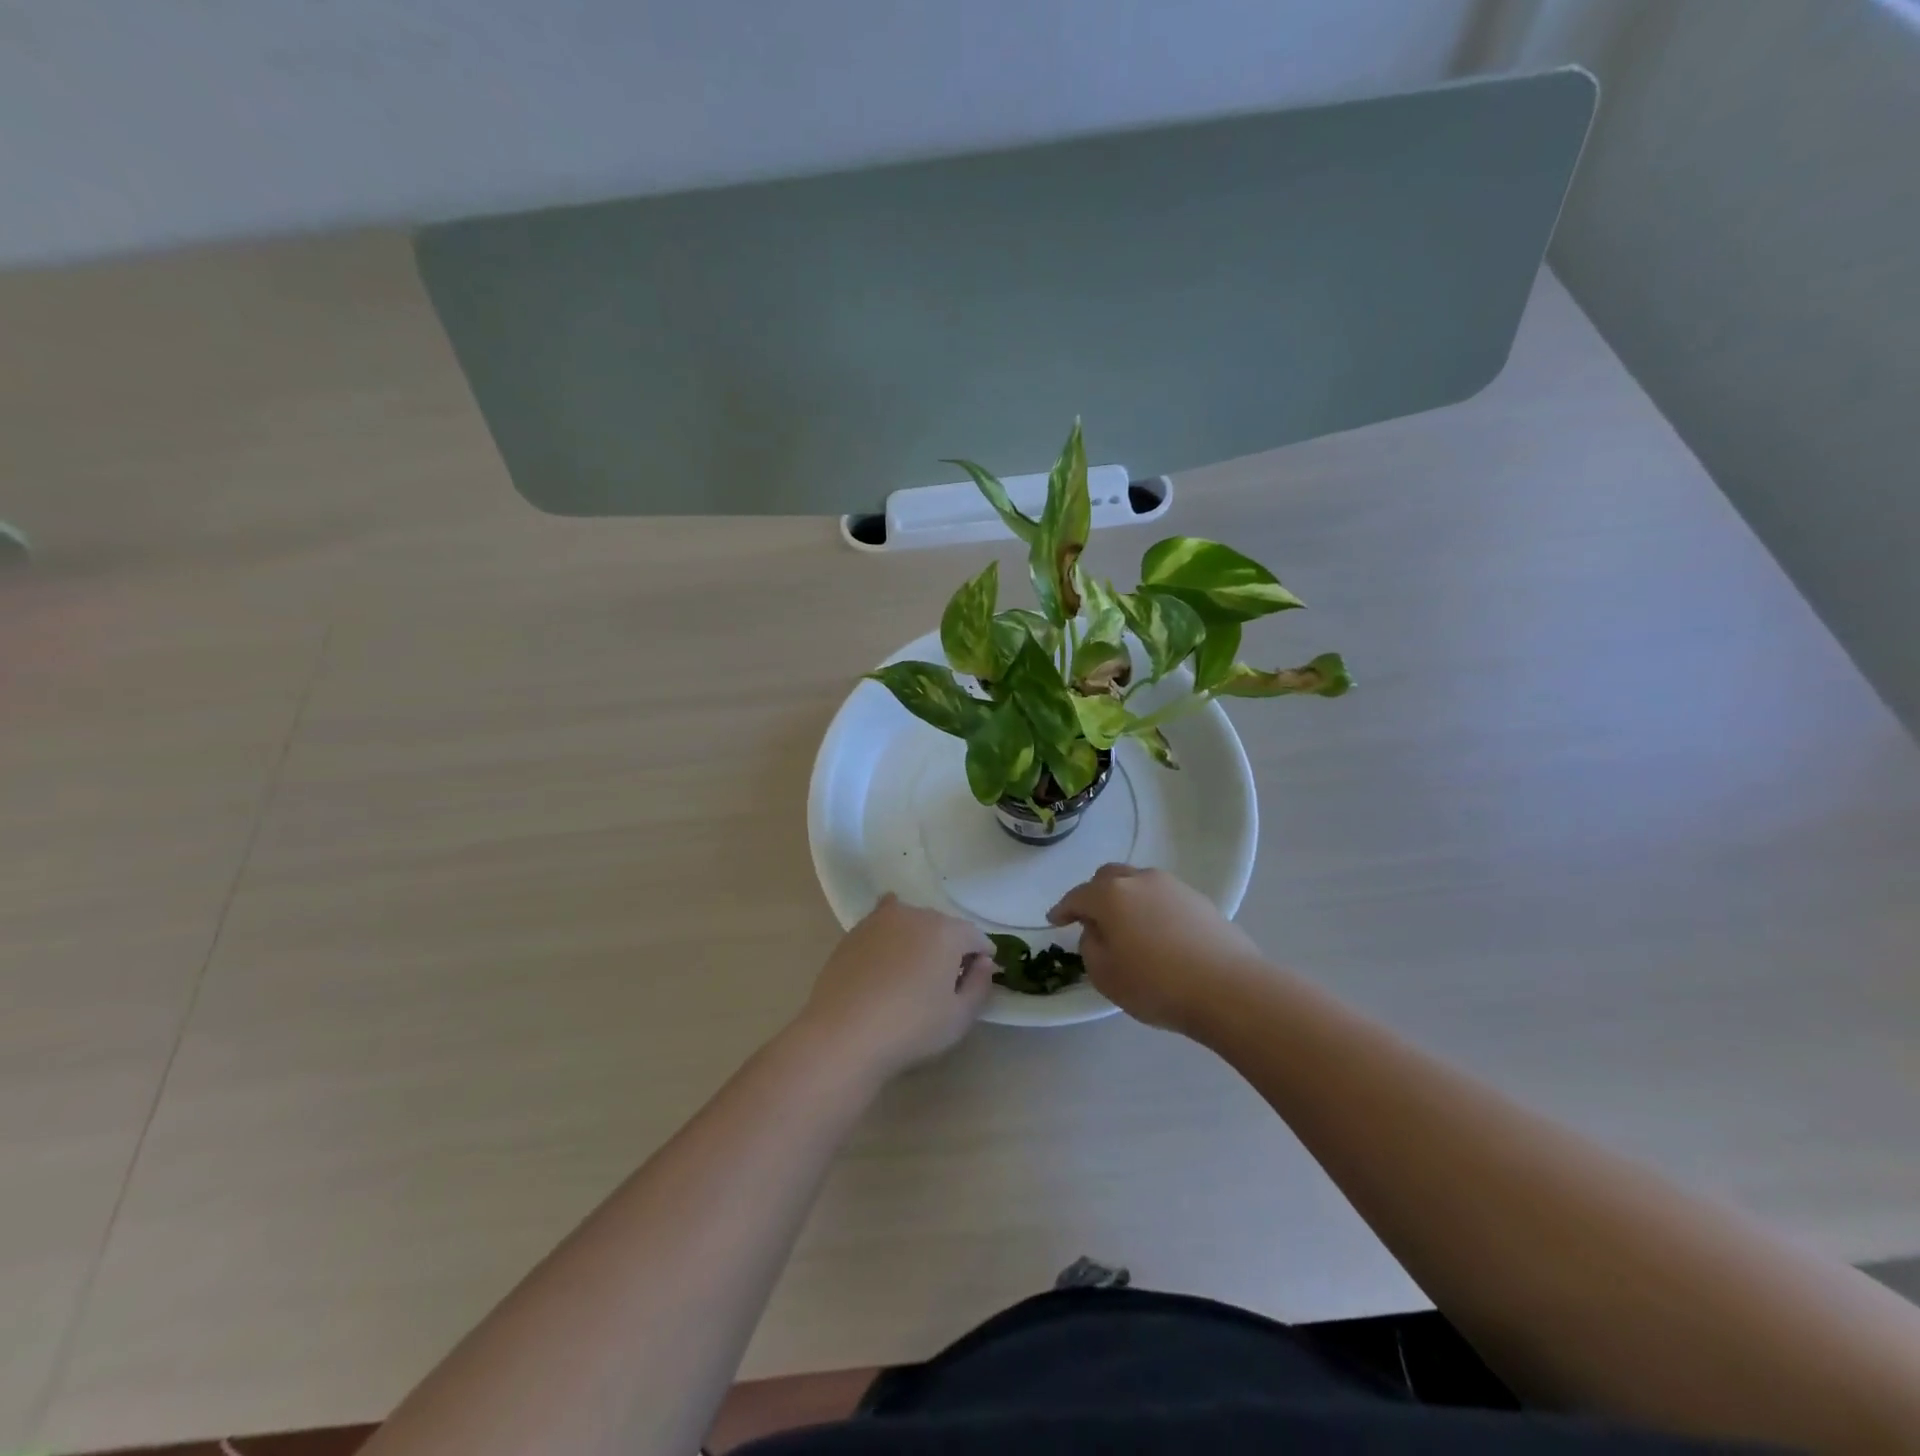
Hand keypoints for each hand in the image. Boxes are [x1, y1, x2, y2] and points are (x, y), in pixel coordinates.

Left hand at [797, 895, 994, 1080]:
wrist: (843, 1034)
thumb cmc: (911, 1028)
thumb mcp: (959, 1017)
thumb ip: (980, 985)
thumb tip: (984, 962)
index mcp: (947, 932)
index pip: (975, 936)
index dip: (982, 956)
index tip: (978, 977)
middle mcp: (916, 915)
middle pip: (944, 926)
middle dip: (951, 946)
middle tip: (946, 978)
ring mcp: (881, 920)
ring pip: (912, 922)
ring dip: (920, 939)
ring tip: (913, 970)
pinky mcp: (854, 932)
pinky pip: (882, 924)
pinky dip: (891, 933)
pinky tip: (887, 951)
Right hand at [1049, 865, 1267, 1034]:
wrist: (1228, 989)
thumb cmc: (1156, 984)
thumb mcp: (1105, 975)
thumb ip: (1091, 946)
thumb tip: (1098, 930)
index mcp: (1111, 895)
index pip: (1078, 896)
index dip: (1063, 909)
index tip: (1054, 919)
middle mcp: (1140, 880)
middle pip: (1109, 878)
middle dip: (1095, 895)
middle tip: (1091, 919)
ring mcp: (1173, 887)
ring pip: (1139, 884)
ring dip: (1126, 900)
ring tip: (1127, 928)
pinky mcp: (1200, 901)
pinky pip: (1164, 898)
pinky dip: (1152, 910)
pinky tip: (1158, 935)